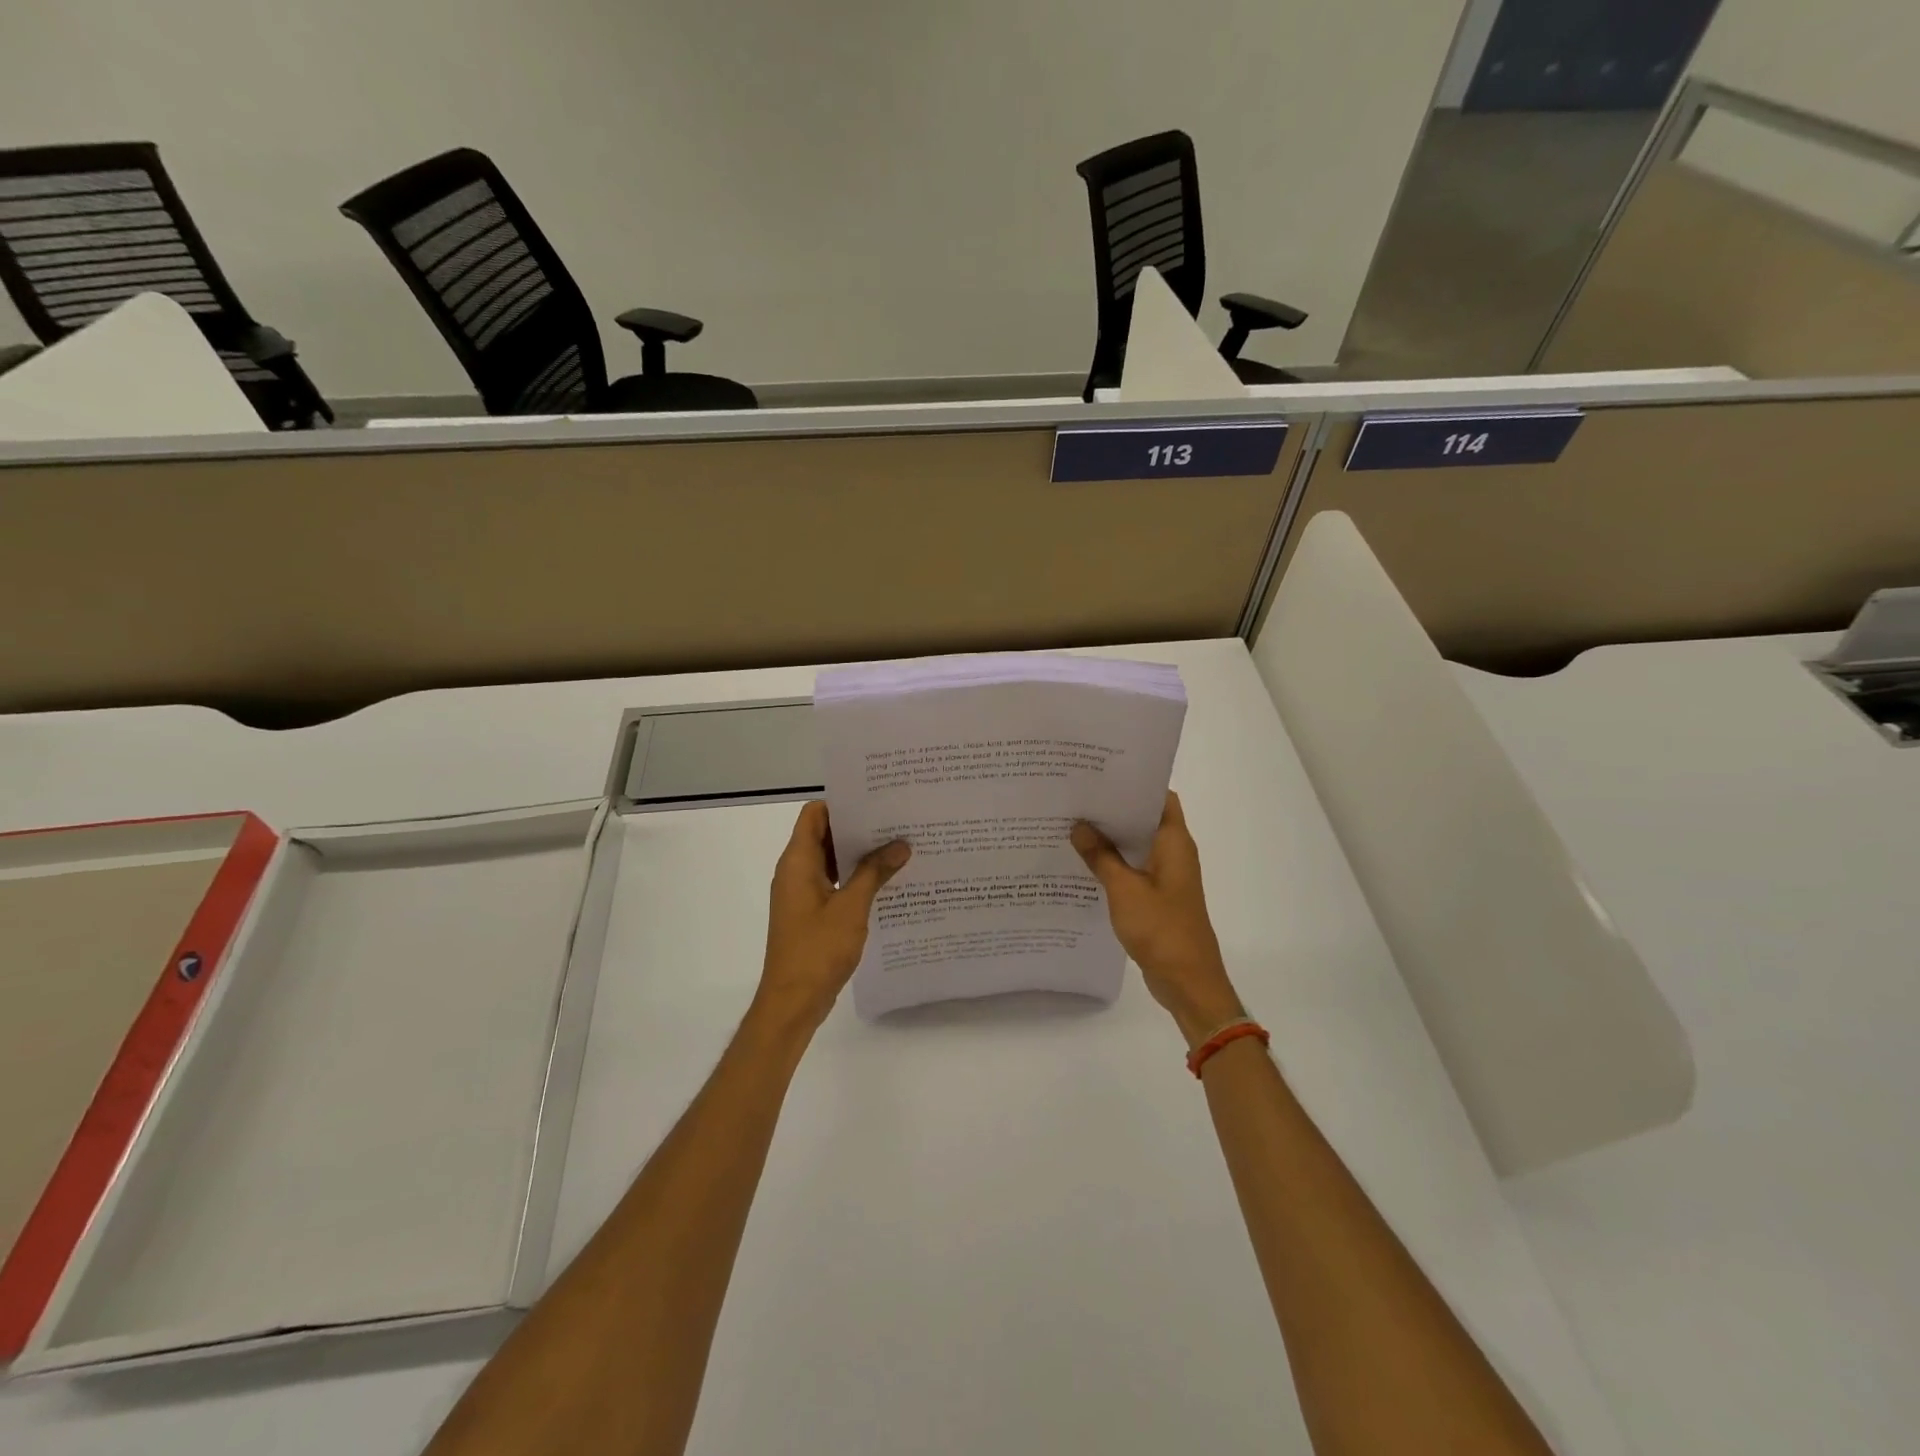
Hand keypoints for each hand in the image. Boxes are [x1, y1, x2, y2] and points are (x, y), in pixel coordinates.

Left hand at [757, 801, 909, 1032]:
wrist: (792, 1002)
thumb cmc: (817, 950)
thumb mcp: (852, 907)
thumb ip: (875, 872)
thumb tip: (900, 844)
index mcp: (798, 862)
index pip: (815, 814)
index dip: (842, 804)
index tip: (876, 801)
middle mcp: (795, 872)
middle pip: (824, 834)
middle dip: (858, 828)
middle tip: (896, 822)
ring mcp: (801, 894)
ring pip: (830, 860)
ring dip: (858, 855)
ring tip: (897, 849)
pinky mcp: (810, 913)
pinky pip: (833, 883)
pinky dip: (854, 878)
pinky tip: (885, 883)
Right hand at [1072, 792, 1244, 1045]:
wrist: (1188, 982)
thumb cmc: (1161, 929)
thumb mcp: (1124, 889)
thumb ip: (1100, 856)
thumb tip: (1078, 825)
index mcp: (1174, 842)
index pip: (1159, 797)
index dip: (1133, 783)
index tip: (1099, 774)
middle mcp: (1174, 853)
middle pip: (1144, 819)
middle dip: (1113, 808)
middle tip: (1076, 796)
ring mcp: (1167, 876)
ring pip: (1136, 845)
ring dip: (1110, 837)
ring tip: (1072, 823)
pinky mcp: (1157, 896)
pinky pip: (1133, 869)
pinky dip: (1113, 862)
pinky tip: (1083, 862)